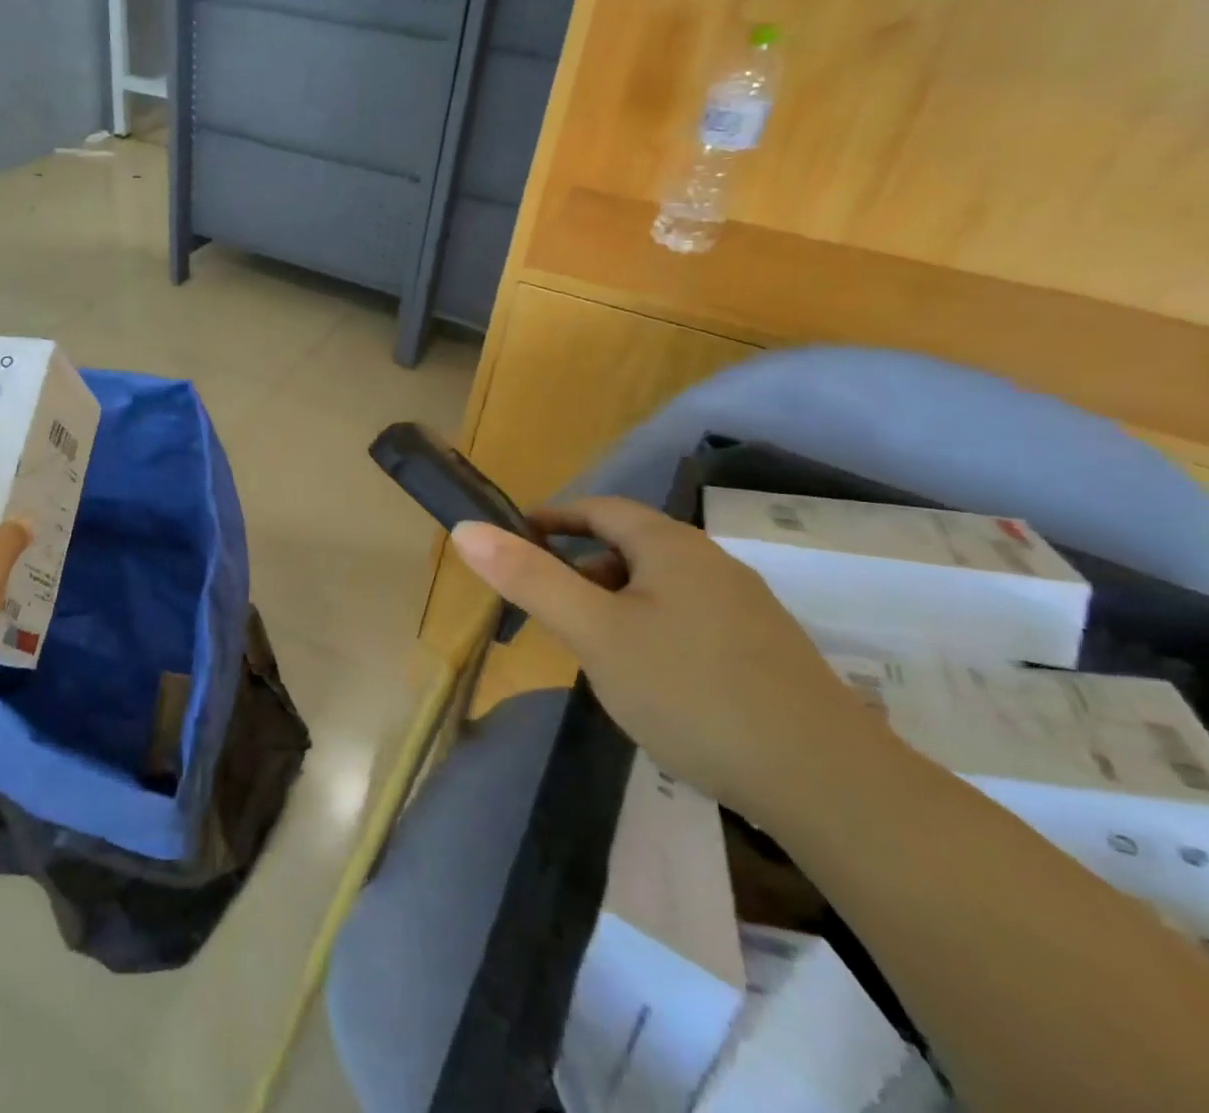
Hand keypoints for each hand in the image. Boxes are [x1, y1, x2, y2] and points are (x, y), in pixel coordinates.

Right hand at [451, 497, 887, 825]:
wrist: (826, 783)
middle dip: (581, 568)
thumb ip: (529, 579)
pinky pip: (687, 620)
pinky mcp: (763, 653)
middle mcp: (712, 564)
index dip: (553, 518)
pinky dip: (649, 630)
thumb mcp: (594, 634)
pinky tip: (647, 682)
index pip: (600, 509)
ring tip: (590, 650)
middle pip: (630, 546)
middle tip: (547, 607)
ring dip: (614, 603)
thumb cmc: (691, 691)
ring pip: (659, 587)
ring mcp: (744, 609)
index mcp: (671, 546)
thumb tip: (465, 529)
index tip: (516, 539)